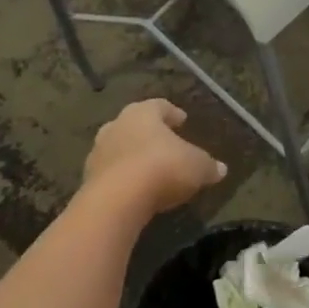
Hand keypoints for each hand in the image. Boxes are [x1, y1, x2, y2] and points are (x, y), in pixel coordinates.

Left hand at [80, 100, 225, 215]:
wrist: (116, 202)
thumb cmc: (162, 168)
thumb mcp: (197, 167)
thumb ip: (208, 166)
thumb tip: (221, 169)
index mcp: (143, 113)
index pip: (159, 106)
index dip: (172, 113)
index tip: (182, 120)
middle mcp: (117, 126)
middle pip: (134, 124)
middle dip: (148, 132)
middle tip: (163, 142)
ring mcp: (98, 152)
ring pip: (119, 147)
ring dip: (132, 155)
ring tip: (149, 168)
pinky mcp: (87, 179)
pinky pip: (110, 172)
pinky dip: (122, 177)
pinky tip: (135, 189)